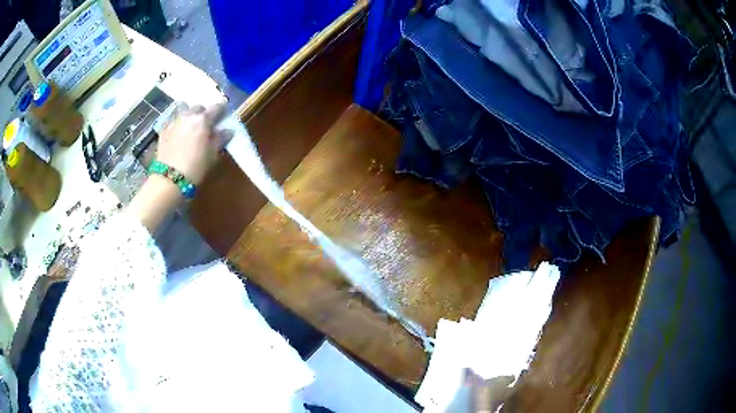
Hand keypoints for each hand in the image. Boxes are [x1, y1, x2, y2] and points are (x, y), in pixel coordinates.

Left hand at [129, 102, 229, 232]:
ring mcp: (174, 121)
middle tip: (205, 125)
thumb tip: (228, 130)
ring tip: (189, 126)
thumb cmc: (196, 167)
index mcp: (203, 119)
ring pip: (183, 110)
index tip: (224, 115)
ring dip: (188, 115)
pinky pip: (172, 120)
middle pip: (198, 107)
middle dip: (203, 113)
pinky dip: (177, 123)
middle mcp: (188, 115)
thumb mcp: (213, 155)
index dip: (222, 110)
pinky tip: (178, 133)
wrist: (169, 179)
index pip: (217, 107)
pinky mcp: (163, 130)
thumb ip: (221, 139)